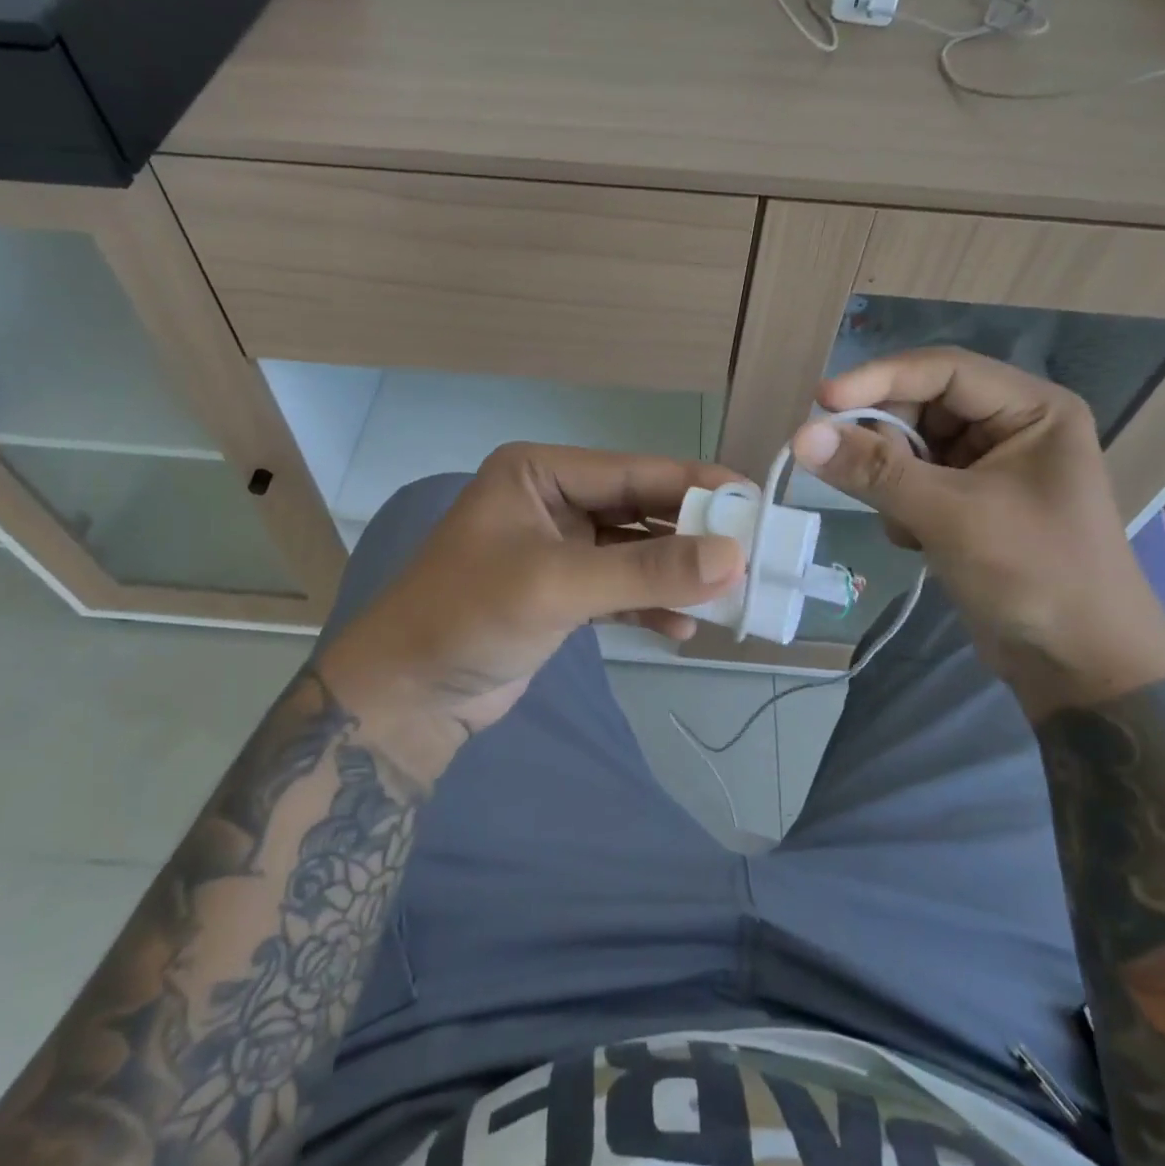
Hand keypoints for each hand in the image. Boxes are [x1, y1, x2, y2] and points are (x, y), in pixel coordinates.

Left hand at [318, 444, 746, 768]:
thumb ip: (647, 570)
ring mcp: (557, 547)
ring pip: (634, 552)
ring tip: (727, 598)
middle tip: (751, 555)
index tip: (756, 503)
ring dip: (675, 575)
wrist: (408, 695)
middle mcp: (551, 500)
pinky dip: (649, 605)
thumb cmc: (470, 616)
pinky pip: (619, 588)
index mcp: (540, 473)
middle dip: (691, 536)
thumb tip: (734, 556)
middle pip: (639, 509)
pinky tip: (681, 629)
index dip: (696, 485)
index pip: (634, 471)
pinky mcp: (561, 592)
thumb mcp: (559, 585)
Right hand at [791, 348, 1164, 713]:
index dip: (878, 380)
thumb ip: (873, 471)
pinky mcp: (972, 504)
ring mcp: (991, 467)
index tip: (820, 403)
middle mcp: (1013, 427)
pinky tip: (917, 541)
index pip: (941, 370)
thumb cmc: (1034, 574)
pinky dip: (902, 506)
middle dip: (885, 441)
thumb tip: (800, 435)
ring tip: (904, 524)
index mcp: (1032, 408)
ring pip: (912, 447)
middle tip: (855, 476)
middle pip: (921, 406)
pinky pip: (915, 482)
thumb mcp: (949, 515)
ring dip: (892, 481)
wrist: (1081, 668)